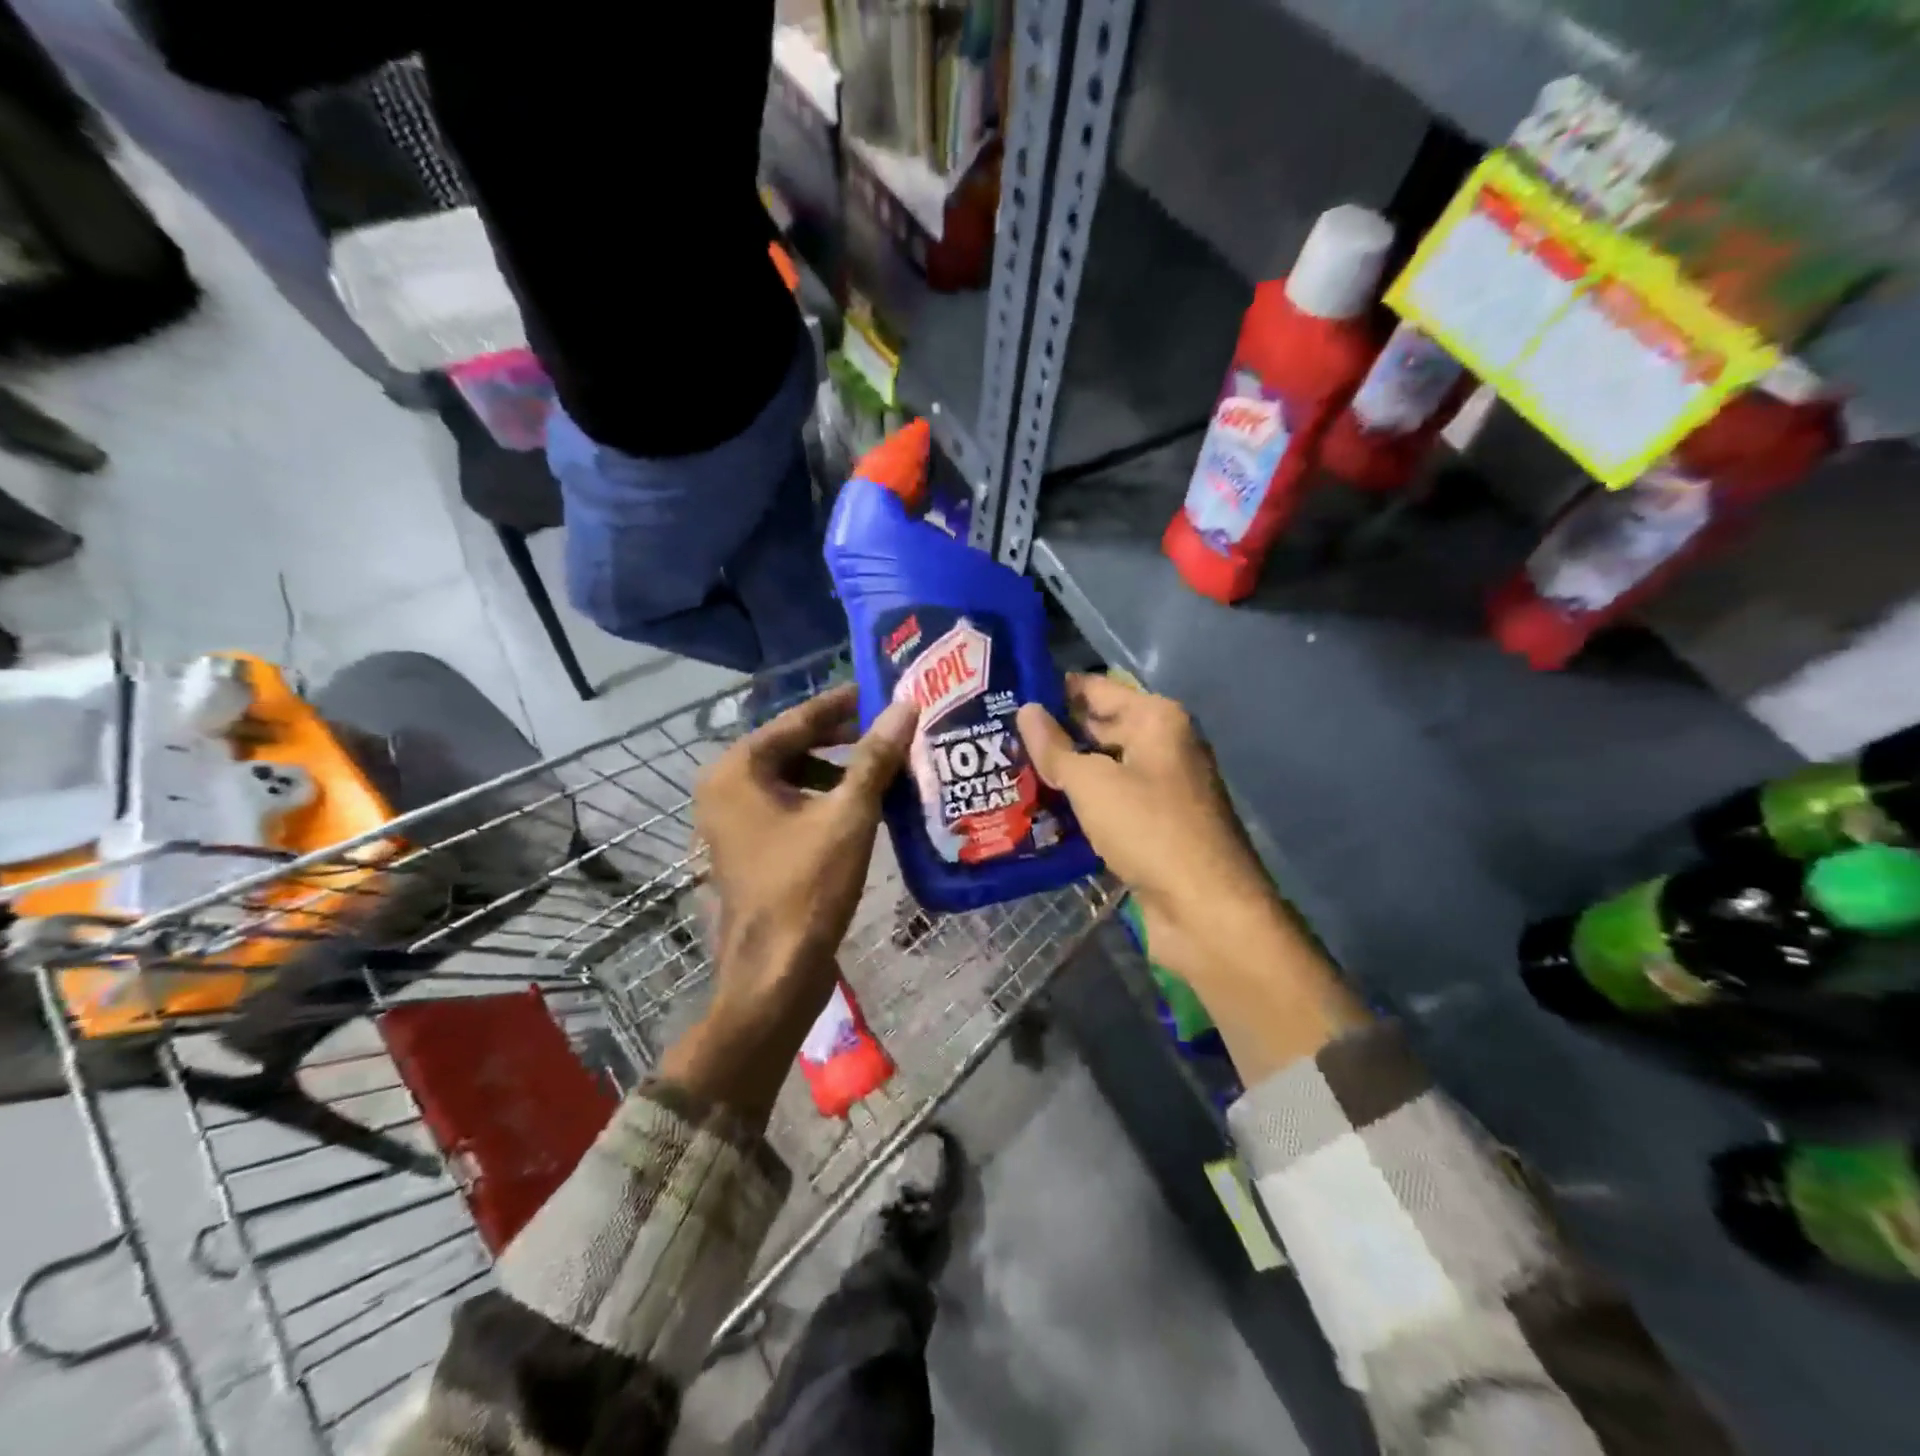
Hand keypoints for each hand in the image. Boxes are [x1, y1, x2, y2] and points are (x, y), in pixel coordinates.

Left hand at [693, 683, 916, 1028]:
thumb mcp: (849, 815)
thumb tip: (906, 707)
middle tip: (890, 729)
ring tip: (883, 768)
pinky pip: (789, 805)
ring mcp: (733, 820)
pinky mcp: (748, 847)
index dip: (843, 704)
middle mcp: (725, 787)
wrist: (775, 972)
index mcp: (737, 769)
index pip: (798, 719)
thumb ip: (875, 758)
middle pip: (793, 746)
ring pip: (793, 777)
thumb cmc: (807, 886)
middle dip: (843, 738)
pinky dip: (823, 799)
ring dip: (837, 771)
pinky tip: (861, 807)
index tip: (881, 689)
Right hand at [1015, 675, 1281, 989]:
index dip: (1053, 691)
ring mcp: (1161, 787)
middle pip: (1099, 727)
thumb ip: (1056, 748)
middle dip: (1053, 734)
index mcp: (1156, 719)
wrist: (1206, 910)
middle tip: (996, 737)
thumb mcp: (1093, 784)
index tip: (1007, 695)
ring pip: (1102, 768)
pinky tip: (1038, 809)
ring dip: (1063, 772)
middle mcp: (1162, 745)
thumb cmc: (1150, 830)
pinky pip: (1109, 802)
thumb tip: (1026, 711)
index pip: (1096, 689)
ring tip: (1005, 771)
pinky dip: (1080, 803)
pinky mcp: (1154, 825)